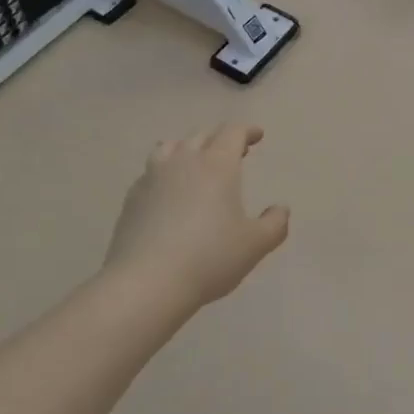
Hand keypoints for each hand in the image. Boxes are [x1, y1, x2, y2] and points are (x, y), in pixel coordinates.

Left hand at [104, 125, 289, 311]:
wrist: (147, 282)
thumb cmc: (209, 258)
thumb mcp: (255, 245)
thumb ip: (274, 224)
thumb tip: (281, 209)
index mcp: (217, 166)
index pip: (232, 133)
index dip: (247, 131)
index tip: (257, 135)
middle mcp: (183, 161)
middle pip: (202, 135)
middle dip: (220, 137)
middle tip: (234, 149)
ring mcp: (152, 177)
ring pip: (171, 147)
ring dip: (188, 148)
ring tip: (196, 161)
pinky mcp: (132, 197)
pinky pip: (151, 171)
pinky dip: (166, 171)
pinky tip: (169, 191)